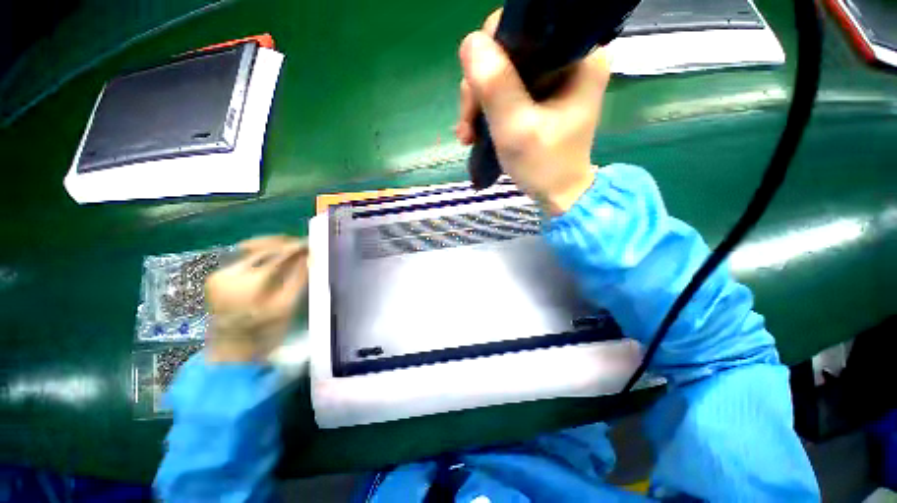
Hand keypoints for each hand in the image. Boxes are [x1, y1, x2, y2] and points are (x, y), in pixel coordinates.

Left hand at [204, 236, 308, 362]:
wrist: (231, 352)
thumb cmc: (264, 334)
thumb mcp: (287, 306)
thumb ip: (299, 279)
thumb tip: (310, 256)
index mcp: (250, 283)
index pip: (278, 255)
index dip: (297, 247)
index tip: (312, 244)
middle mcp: (230, 273)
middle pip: (262, 247)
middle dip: (285, 243)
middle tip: (304, 245)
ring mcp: (219, 274)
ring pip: (250, 249)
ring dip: (272, 246)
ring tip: (291, 248)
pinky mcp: (216, 277)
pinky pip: (241, 257)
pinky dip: (259, 254)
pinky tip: (273, 257)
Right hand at [455, 9, 610, 214]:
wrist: (556, 194)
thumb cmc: (544, 167)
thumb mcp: (517, 129)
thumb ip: (496, 87)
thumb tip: (469, 43)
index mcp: (578, 57)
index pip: (525, 28)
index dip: (491, 54)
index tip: (476, 94)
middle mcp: (568, 58)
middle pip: (508, 51)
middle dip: (479, 88)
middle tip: (468, 125)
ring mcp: (552, 77)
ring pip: (501, 71)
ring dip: (477, 103)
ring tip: (468, 136)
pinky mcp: (539, 95)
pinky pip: (504, 89)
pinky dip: (485, 110)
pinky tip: (474, 132)